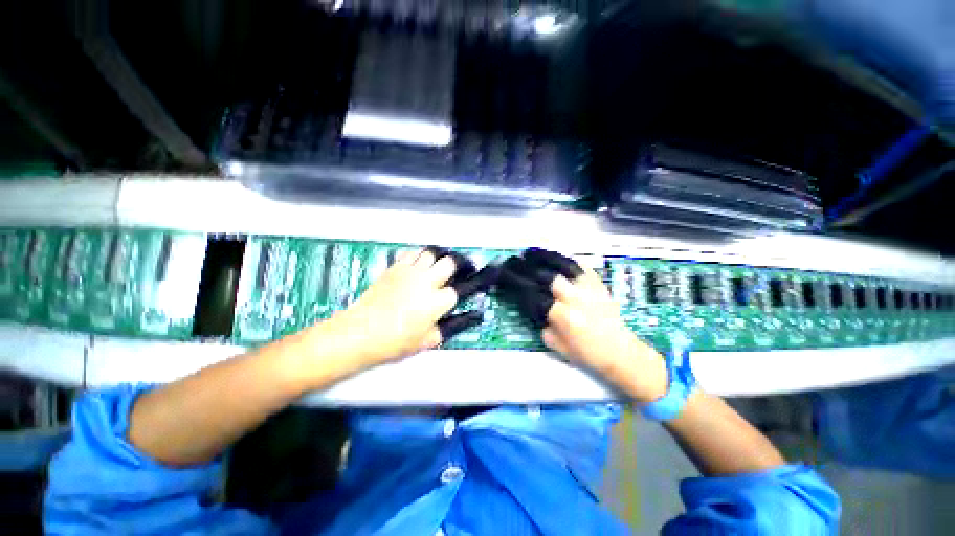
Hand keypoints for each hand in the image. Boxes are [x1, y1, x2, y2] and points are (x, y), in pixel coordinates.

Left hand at [310, 248, 495, 367]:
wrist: (360, 332)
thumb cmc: (395, 342)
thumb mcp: (430, 340)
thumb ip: (454, 326)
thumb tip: (474, 316)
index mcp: (437, 301)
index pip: (463, 287)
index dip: (476, 281)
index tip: (484, 277)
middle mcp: (426, 281)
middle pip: (450, 261)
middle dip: (461, 263)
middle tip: (464, 268)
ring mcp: (410, 272)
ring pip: (432, 252)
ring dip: (441, 256)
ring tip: (443, 263)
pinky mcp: (395, 267)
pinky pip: (412, 252)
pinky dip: (421, 254)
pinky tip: (422, 262)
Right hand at [497, 248, 667, 401]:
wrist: (620, 351)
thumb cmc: (587, 353)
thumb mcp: (556, 346)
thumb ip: (541, 325)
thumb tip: (533, 307)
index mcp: (564, 317)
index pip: (534, 296)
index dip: (519, 288)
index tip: (508, 282)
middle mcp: (575, 298)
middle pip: (546, 277)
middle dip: (526, 269)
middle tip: (514, 263)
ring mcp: (588, 287)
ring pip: (563, 265)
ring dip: (544, 258)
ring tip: (530, 253)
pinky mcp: (598, 283)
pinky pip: (579, 265)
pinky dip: (563, 259)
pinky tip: (553, 257)